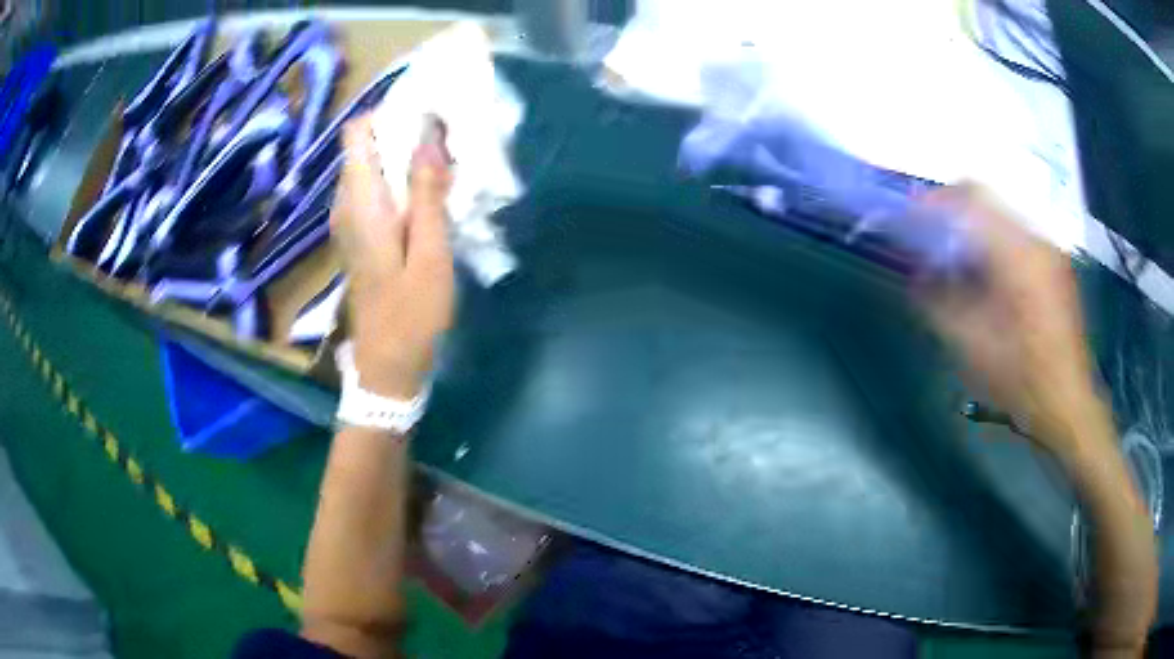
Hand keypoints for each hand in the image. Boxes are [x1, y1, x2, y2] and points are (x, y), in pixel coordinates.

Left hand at [331, 112, 453, 398]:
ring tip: (444, 161)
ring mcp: (347, 219)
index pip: (357, 132)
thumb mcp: (430, 254)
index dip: (389, 112)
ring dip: (403, 156)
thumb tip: (429, 136)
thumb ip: (427, 193)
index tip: (428, 110)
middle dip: (403, 131)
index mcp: (360, 202)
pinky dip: (398, 179)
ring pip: (370, 166)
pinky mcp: (356, 233)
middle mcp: (345, 203)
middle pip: (365, 145)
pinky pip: (373, 189)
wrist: (386, 364)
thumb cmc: (411, 314)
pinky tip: (428, 193)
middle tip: (448, 138)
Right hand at [916, 183, 1105, 454]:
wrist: (1067, 405)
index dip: (938, 200)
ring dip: (977, 233)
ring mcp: (1051, 253)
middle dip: (956, 216)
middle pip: (989, 204)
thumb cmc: (1020, 378)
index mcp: (1018, 253)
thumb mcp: (971, 346)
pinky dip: (997, 248)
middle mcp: (1037, 241)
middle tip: (933, 240)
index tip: (912, 214)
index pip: (972, 198)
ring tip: (960, 263)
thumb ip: (939, 302)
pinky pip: (1020, 240)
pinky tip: (990, 280)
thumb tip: (918, 275)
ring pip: (1004, 221)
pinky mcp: (1057, 269)